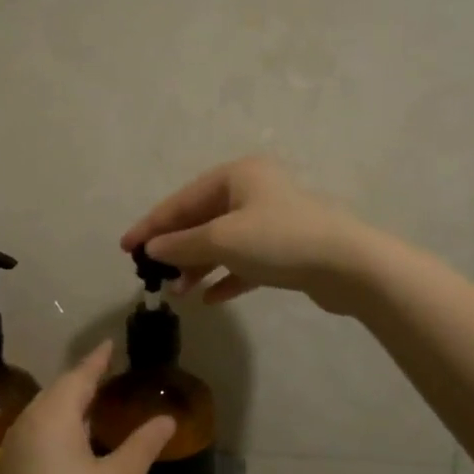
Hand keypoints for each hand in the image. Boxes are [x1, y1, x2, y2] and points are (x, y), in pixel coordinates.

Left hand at [0, 342, 174, 473]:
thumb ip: (144, 443)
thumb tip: (166, 419)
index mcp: (52, 417)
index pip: (78, 377)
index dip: (96, 360)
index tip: (109, 344)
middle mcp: (25, 425)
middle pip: (56, 391)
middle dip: (81, 379)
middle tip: (105, 371)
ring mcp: (12, 450)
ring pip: (42, 412)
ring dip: (66, 403)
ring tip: (91, 400)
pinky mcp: (8, 473)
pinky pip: (33, 433)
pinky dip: (54, 425)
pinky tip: (71, 439)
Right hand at [121, 156, 372, 313]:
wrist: (348, 265)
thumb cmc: (278, 240)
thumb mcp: (222, 240)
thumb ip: (182, 245)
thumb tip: (152, 249)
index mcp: (238, 175)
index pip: (183, 199)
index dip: (152, 225)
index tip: (125, 248)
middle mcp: (254, 191)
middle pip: (202, 220)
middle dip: (176, 249)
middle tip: (152, 274)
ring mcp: (272, 220)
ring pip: (223, 243)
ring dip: (198, 266)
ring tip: (178, 292)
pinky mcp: (286, 249)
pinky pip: (246, 261)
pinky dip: (227, 276)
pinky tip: (211, 298)